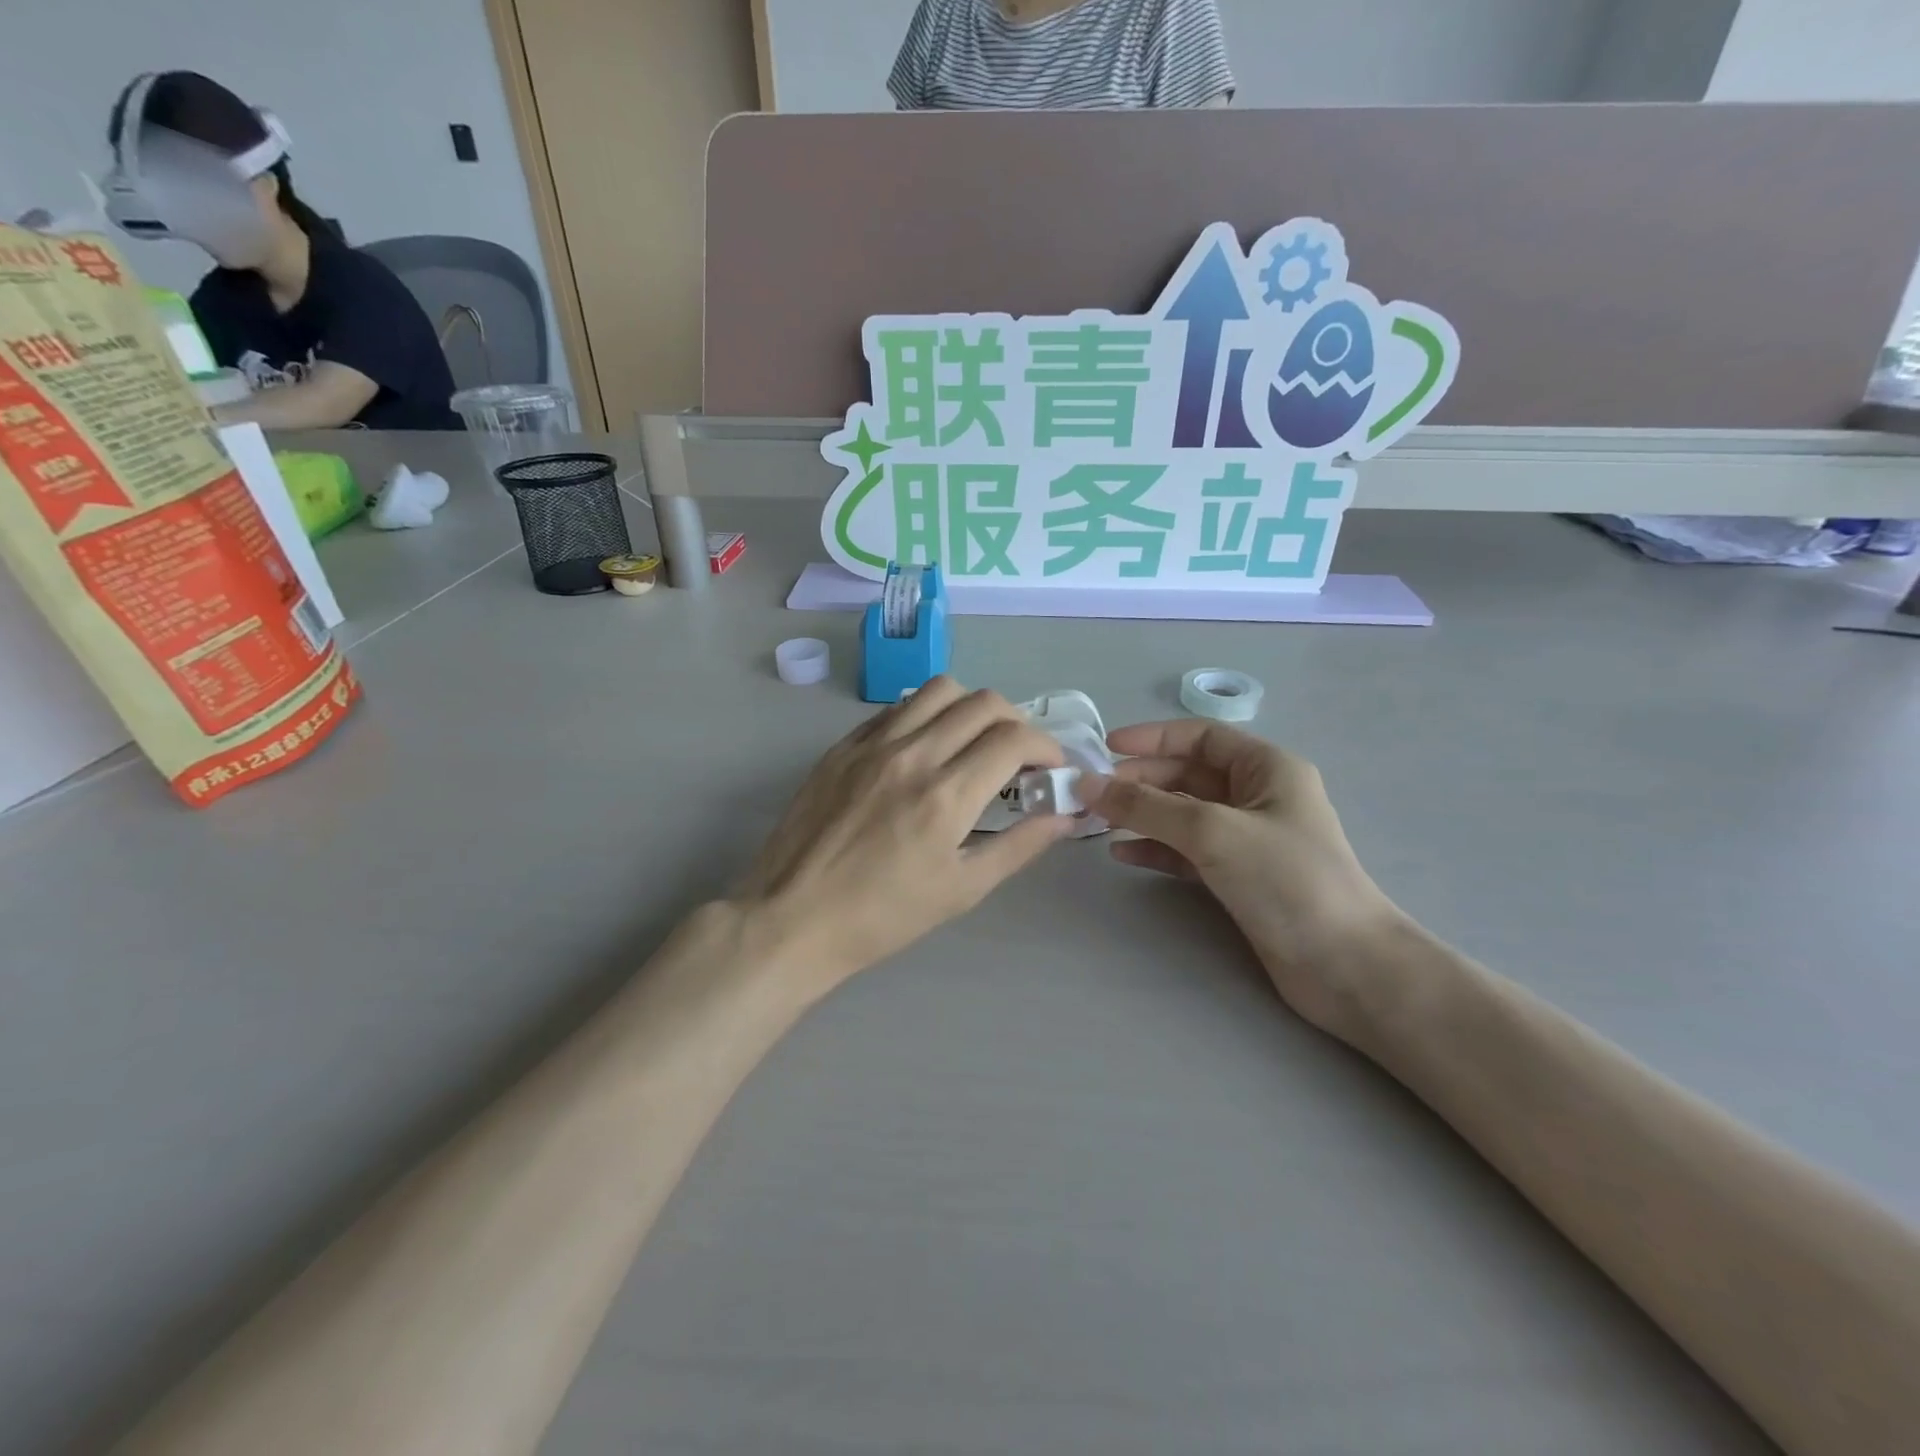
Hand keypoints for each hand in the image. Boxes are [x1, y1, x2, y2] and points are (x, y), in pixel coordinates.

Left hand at [736, 678, 1074, 984]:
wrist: (793, 917)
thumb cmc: (883, 915)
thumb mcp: (961, 889)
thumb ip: (1020, 846)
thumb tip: (1066, 815)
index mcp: (946, 794)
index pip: (1014, 738)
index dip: (1046, 746)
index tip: (1049, 767)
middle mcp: (913, 754)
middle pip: (983, 702)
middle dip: (1015, 723)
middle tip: (1015, 757)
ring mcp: (872, 744)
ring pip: (938, 690)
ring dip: (970, 708)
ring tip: (970, 742)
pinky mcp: (843, 745)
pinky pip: (895, 707)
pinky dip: (925, 715)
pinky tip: (923, 747)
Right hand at [1087, 722, 1400, 1036]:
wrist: (1343, 965)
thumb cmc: (1285, 879)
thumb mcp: (1212, 830)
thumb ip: (1146, 806)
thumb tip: (1088, 784)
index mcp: (1266, 768)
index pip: (1201, 737)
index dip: (1152, 738)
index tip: (1105, 749)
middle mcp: (1257, 796)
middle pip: (1187, 774)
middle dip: (1141, 780)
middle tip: (1093, 793)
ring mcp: (1248, 839)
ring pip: (1183, 814)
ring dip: (1142, 815)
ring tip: (1098, 821)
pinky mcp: (1238, 877)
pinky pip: (1187, 851)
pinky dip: (1156, 849)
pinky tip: (1123, 853)